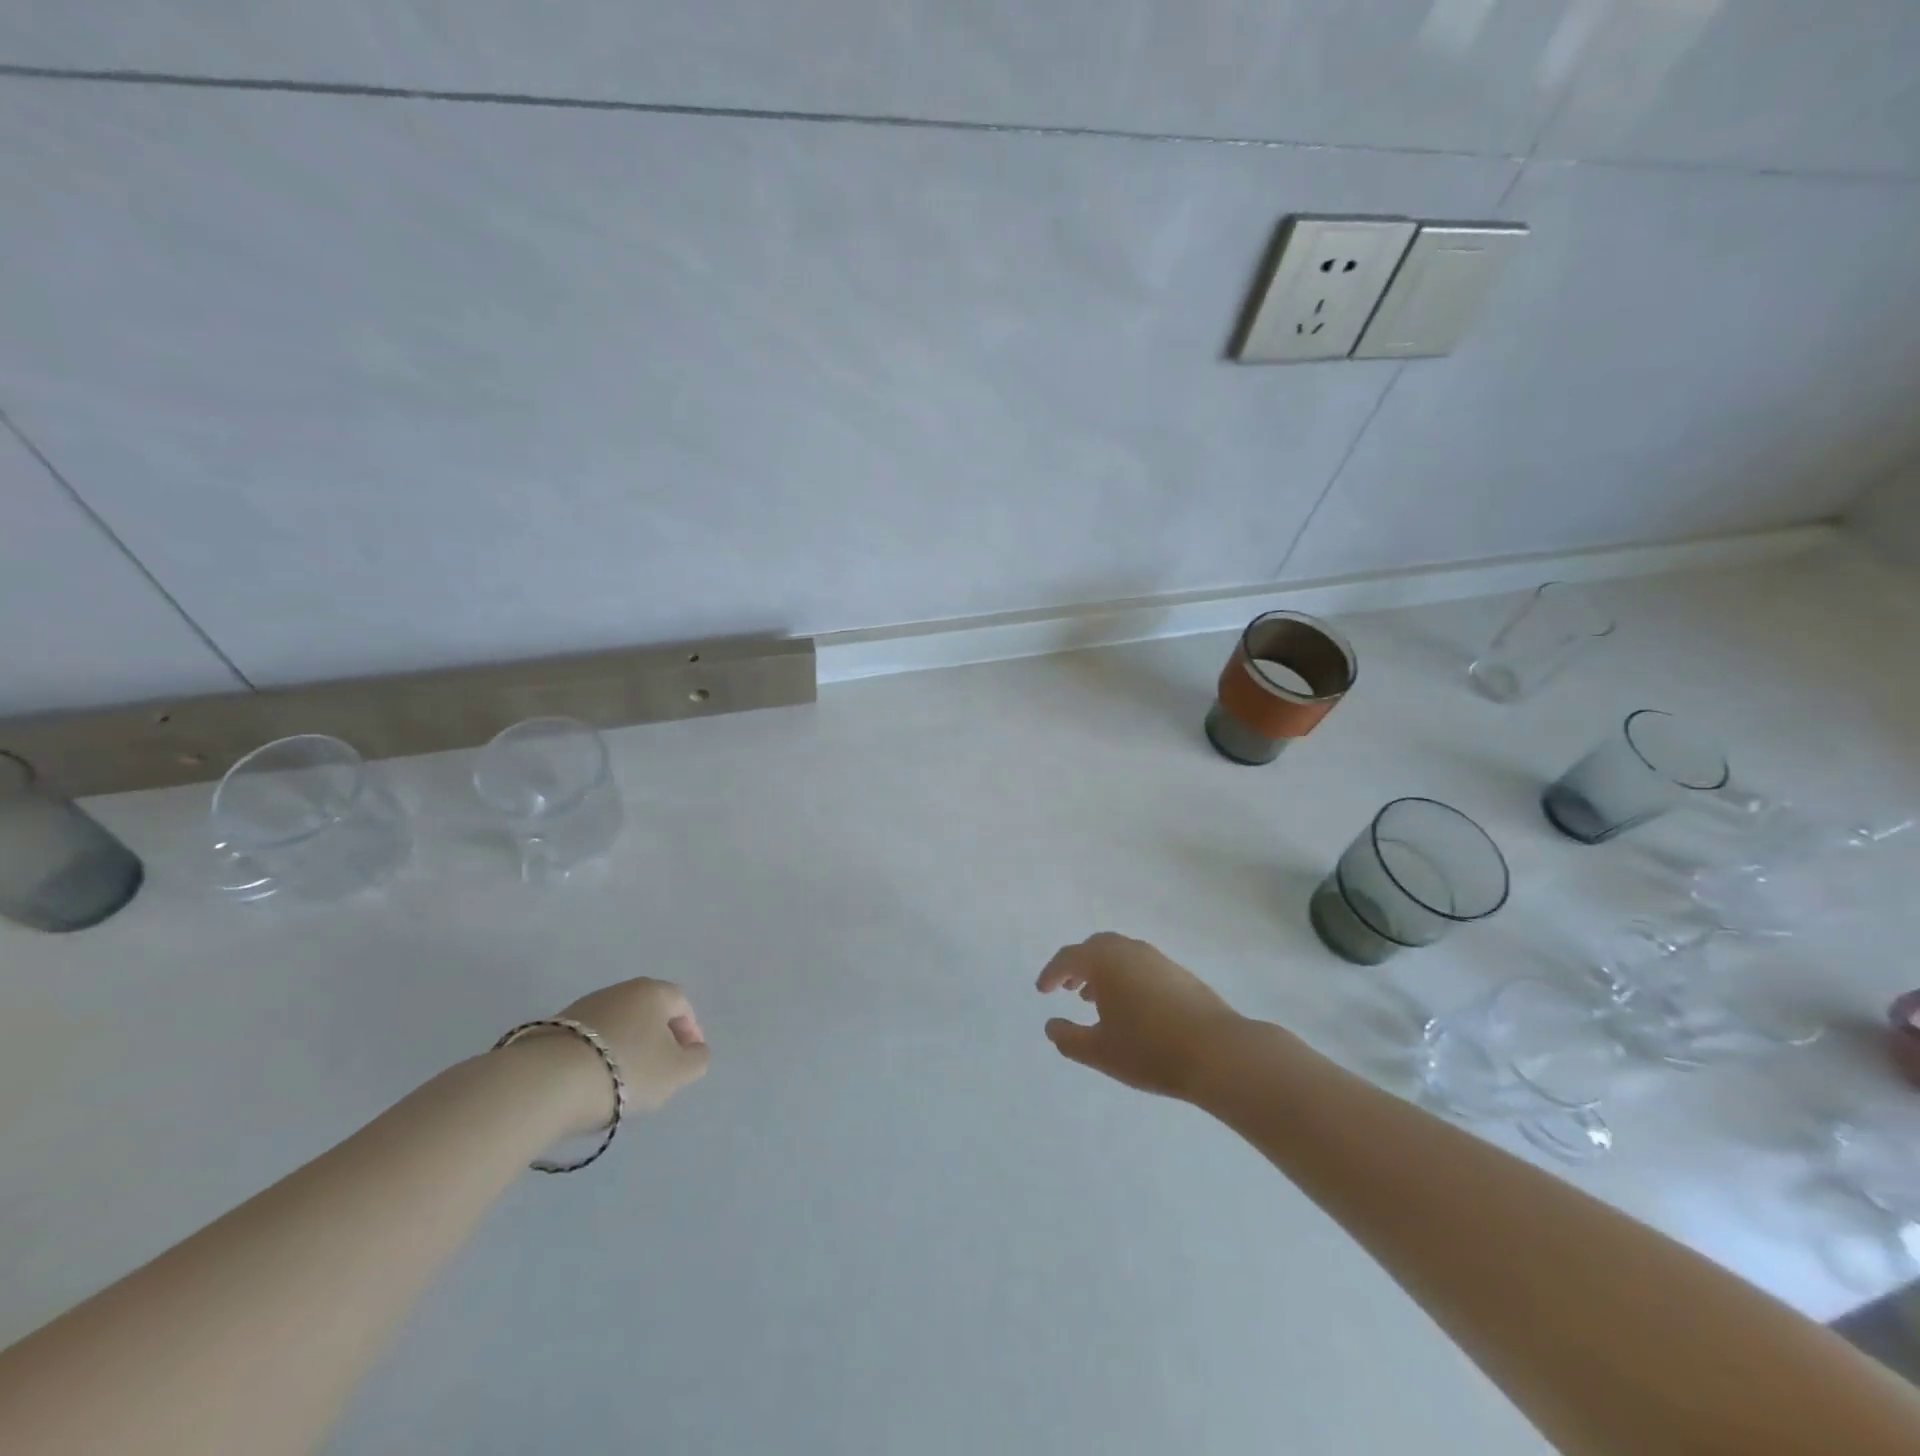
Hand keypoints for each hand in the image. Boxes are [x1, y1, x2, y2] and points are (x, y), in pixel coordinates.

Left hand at [523, 978, 709, 1133]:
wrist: (545, 1083)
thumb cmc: (626, 1070)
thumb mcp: (678, 1072)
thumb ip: (697, 1059)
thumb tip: (693, 1051)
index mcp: (653, 991)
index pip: (682, 1004)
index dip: (690, 1032)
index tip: (687, 1061)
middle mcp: (619, 990)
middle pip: (648, 1013)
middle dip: (657, 1041)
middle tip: (658, 1074)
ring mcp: (582, 1007)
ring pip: (617, 1027)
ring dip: (626, 1049)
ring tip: (622, 1084)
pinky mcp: (552, 1029)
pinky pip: (588, 1041)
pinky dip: (597, 1058)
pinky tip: (591, 1084)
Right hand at [1036, 933, 1248, 1100]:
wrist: (1218, 1052)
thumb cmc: (1150, 1050)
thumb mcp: (1100, 1052)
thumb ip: (1068, 1038)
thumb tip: (1051, 1025)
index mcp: (1104, 961)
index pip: (1068, 958)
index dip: (1051, 974)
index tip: (1042, 991)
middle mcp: (1129, 950)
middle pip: (1095, 948)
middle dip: (1078, 966)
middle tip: (1069, 988)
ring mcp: (1158, 959)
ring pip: (1120, 955)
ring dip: (1103, 972)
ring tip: (1097, 1000)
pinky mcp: (1180, 973)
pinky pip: (1140, 965)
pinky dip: (1126, 977)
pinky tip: (1132, 1007)